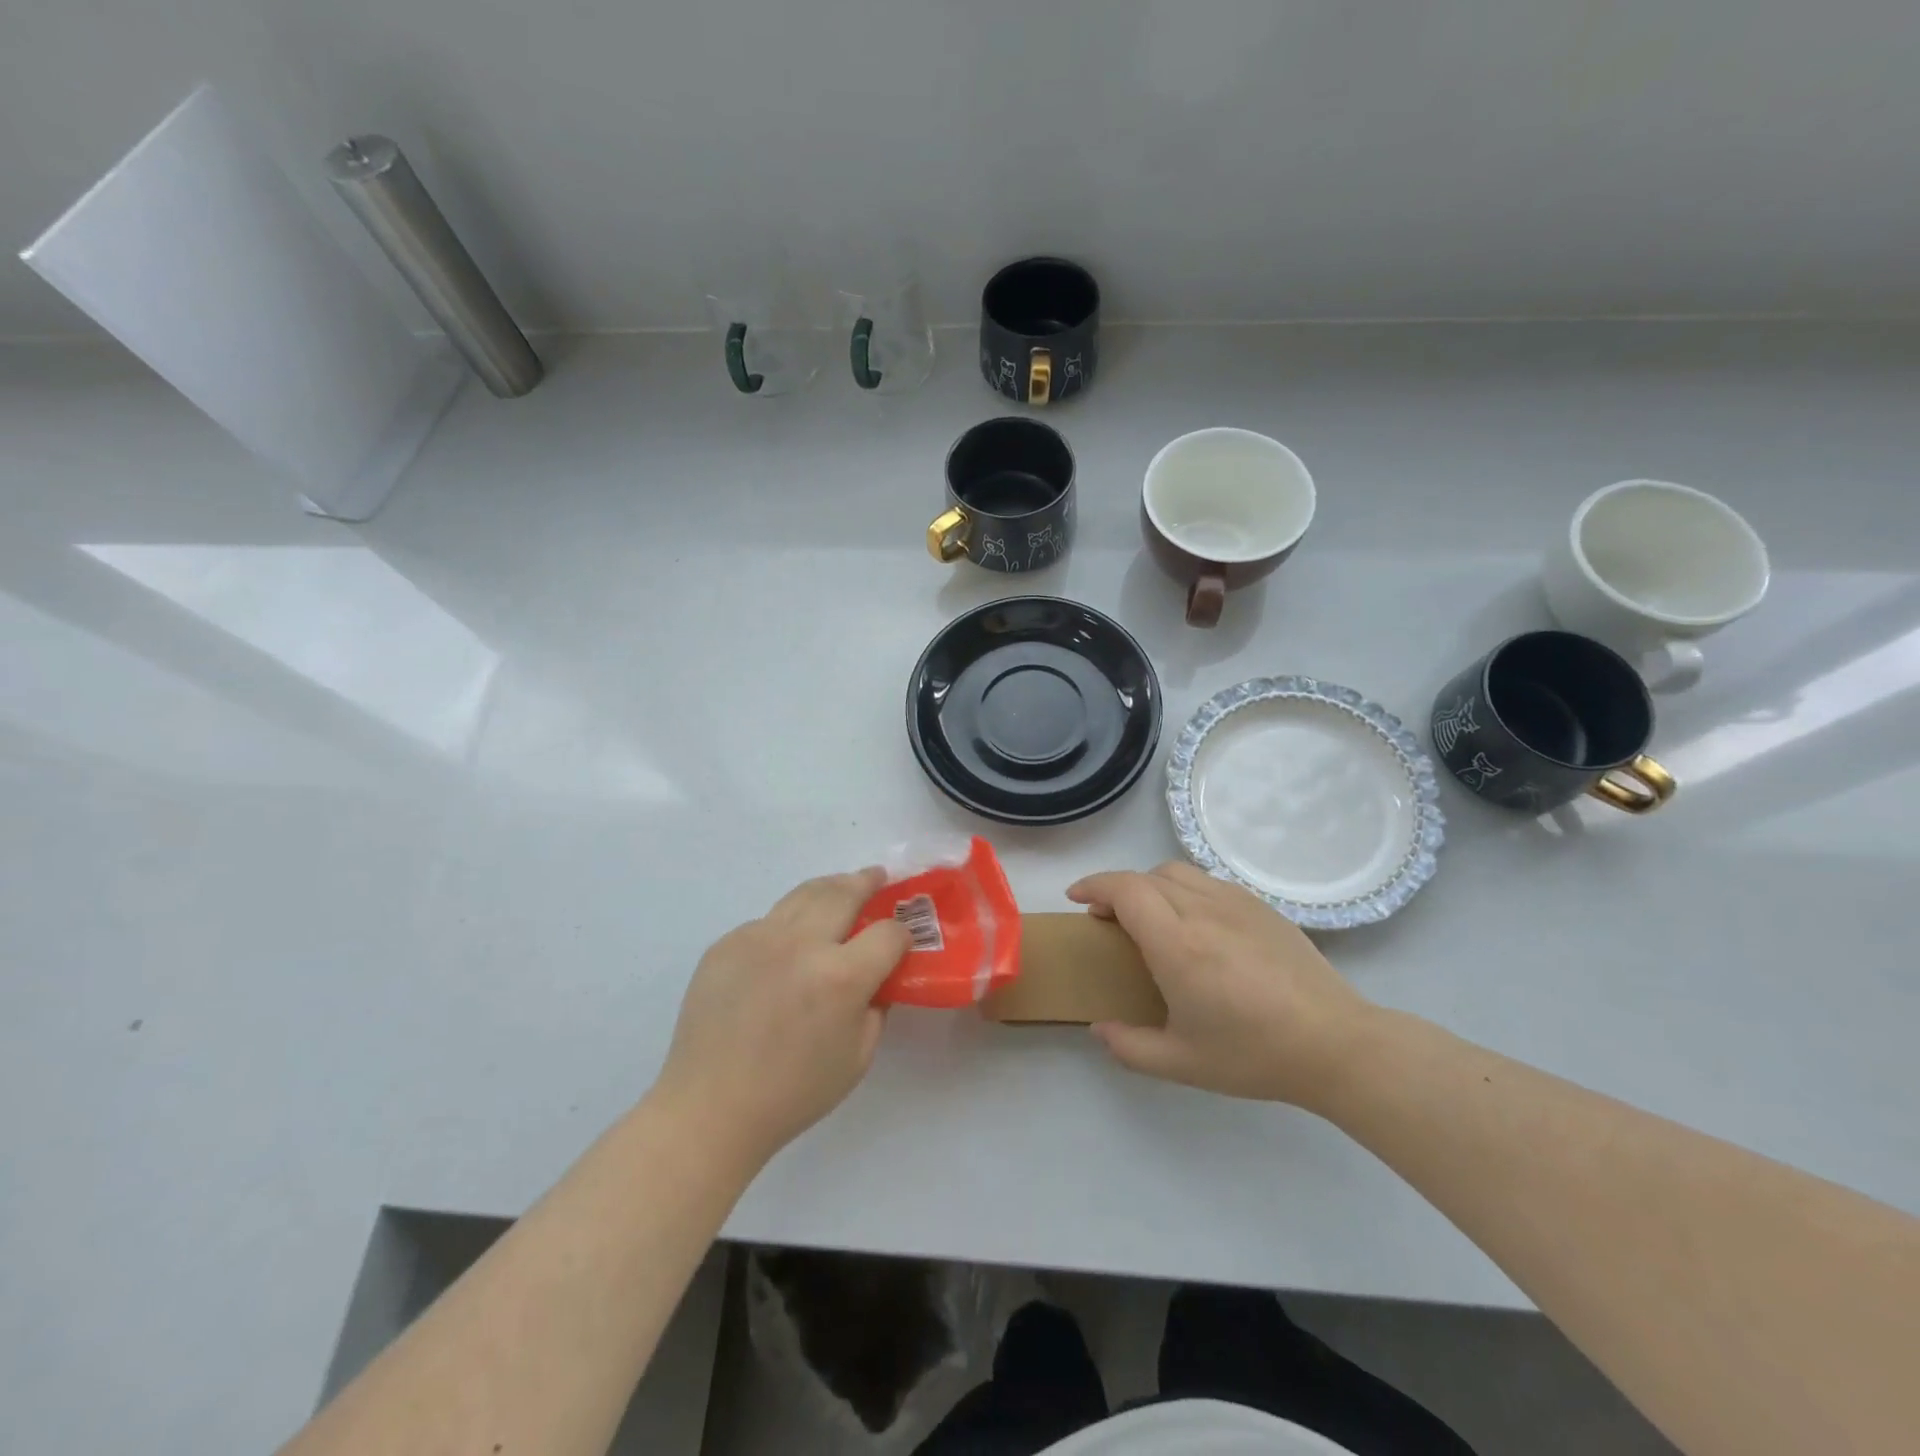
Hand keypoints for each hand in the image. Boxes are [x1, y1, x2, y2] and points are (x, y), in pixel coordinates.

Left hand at [654, 868, 909, 1165]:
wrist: (711, 1108)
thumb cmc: (793, 1092)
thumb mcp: (858, 1056)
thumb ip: (876, 1006)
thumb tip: (877, 976)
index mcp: (840, 976)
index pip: (888, 933)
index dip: (902, 934)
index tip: (902, 940)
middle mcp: (801, 944)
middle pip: (844, 892)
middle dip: (867, 882)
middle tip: (877, 877)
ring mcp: (758, 938)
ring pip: (804, 894)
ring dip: (830, 887)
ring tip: (842, 886)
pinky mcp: (726, 943)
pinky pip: (768, 921)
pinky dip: (788, 922)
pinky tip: (790, 942)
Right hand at [1068, 863, 1374, 1108]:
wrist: (1336, 1044)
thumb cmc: (1254, 1054)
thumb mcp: (1181, 1063)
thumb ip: (1129, 1047)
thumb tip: (1098, 1030)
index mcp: (1177, 944)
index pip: (1125, 890)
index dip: (1094, 886)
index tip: (1076, 899)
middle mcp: (1203, 911)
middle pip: (1147, 876)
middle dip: (1116, 889)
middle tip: (1107, 919)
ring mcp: (1236, 903)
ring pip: (1178, 872)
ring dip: (1149, 885)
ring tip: (1148, 916)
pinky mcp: (1261, 907)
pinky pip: (1209, 882)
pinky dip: (1183, 889)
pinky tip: (1193, 922)